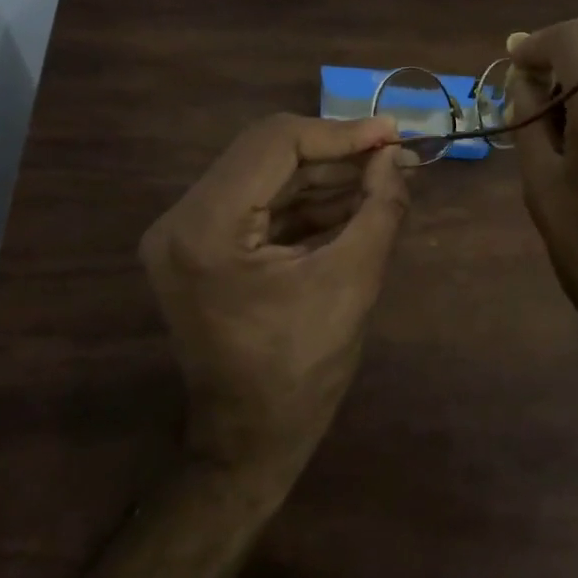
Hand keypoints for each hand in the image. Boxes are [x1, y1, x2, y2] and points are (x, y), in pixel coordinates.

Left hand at [139, 114, 410, 484]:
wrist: (250, 444)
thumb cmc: (301, 373)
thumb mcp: (352, 283)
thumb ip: (380, 208)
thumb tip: (395, 155)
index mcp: (206, 228)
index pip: (275, 144)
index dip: (340, 134)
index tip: (392, 133)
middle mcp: (182, 219)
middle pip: (268, 153)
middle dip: (336, 153)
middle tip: (394, 153)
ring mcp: (187, 232)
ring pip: (267, 175)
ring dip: (326, 174)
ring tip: (385, 173)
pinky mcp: (202, 246)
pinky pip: (261, 204)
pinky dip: (309, 200)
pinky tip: (356, 198)